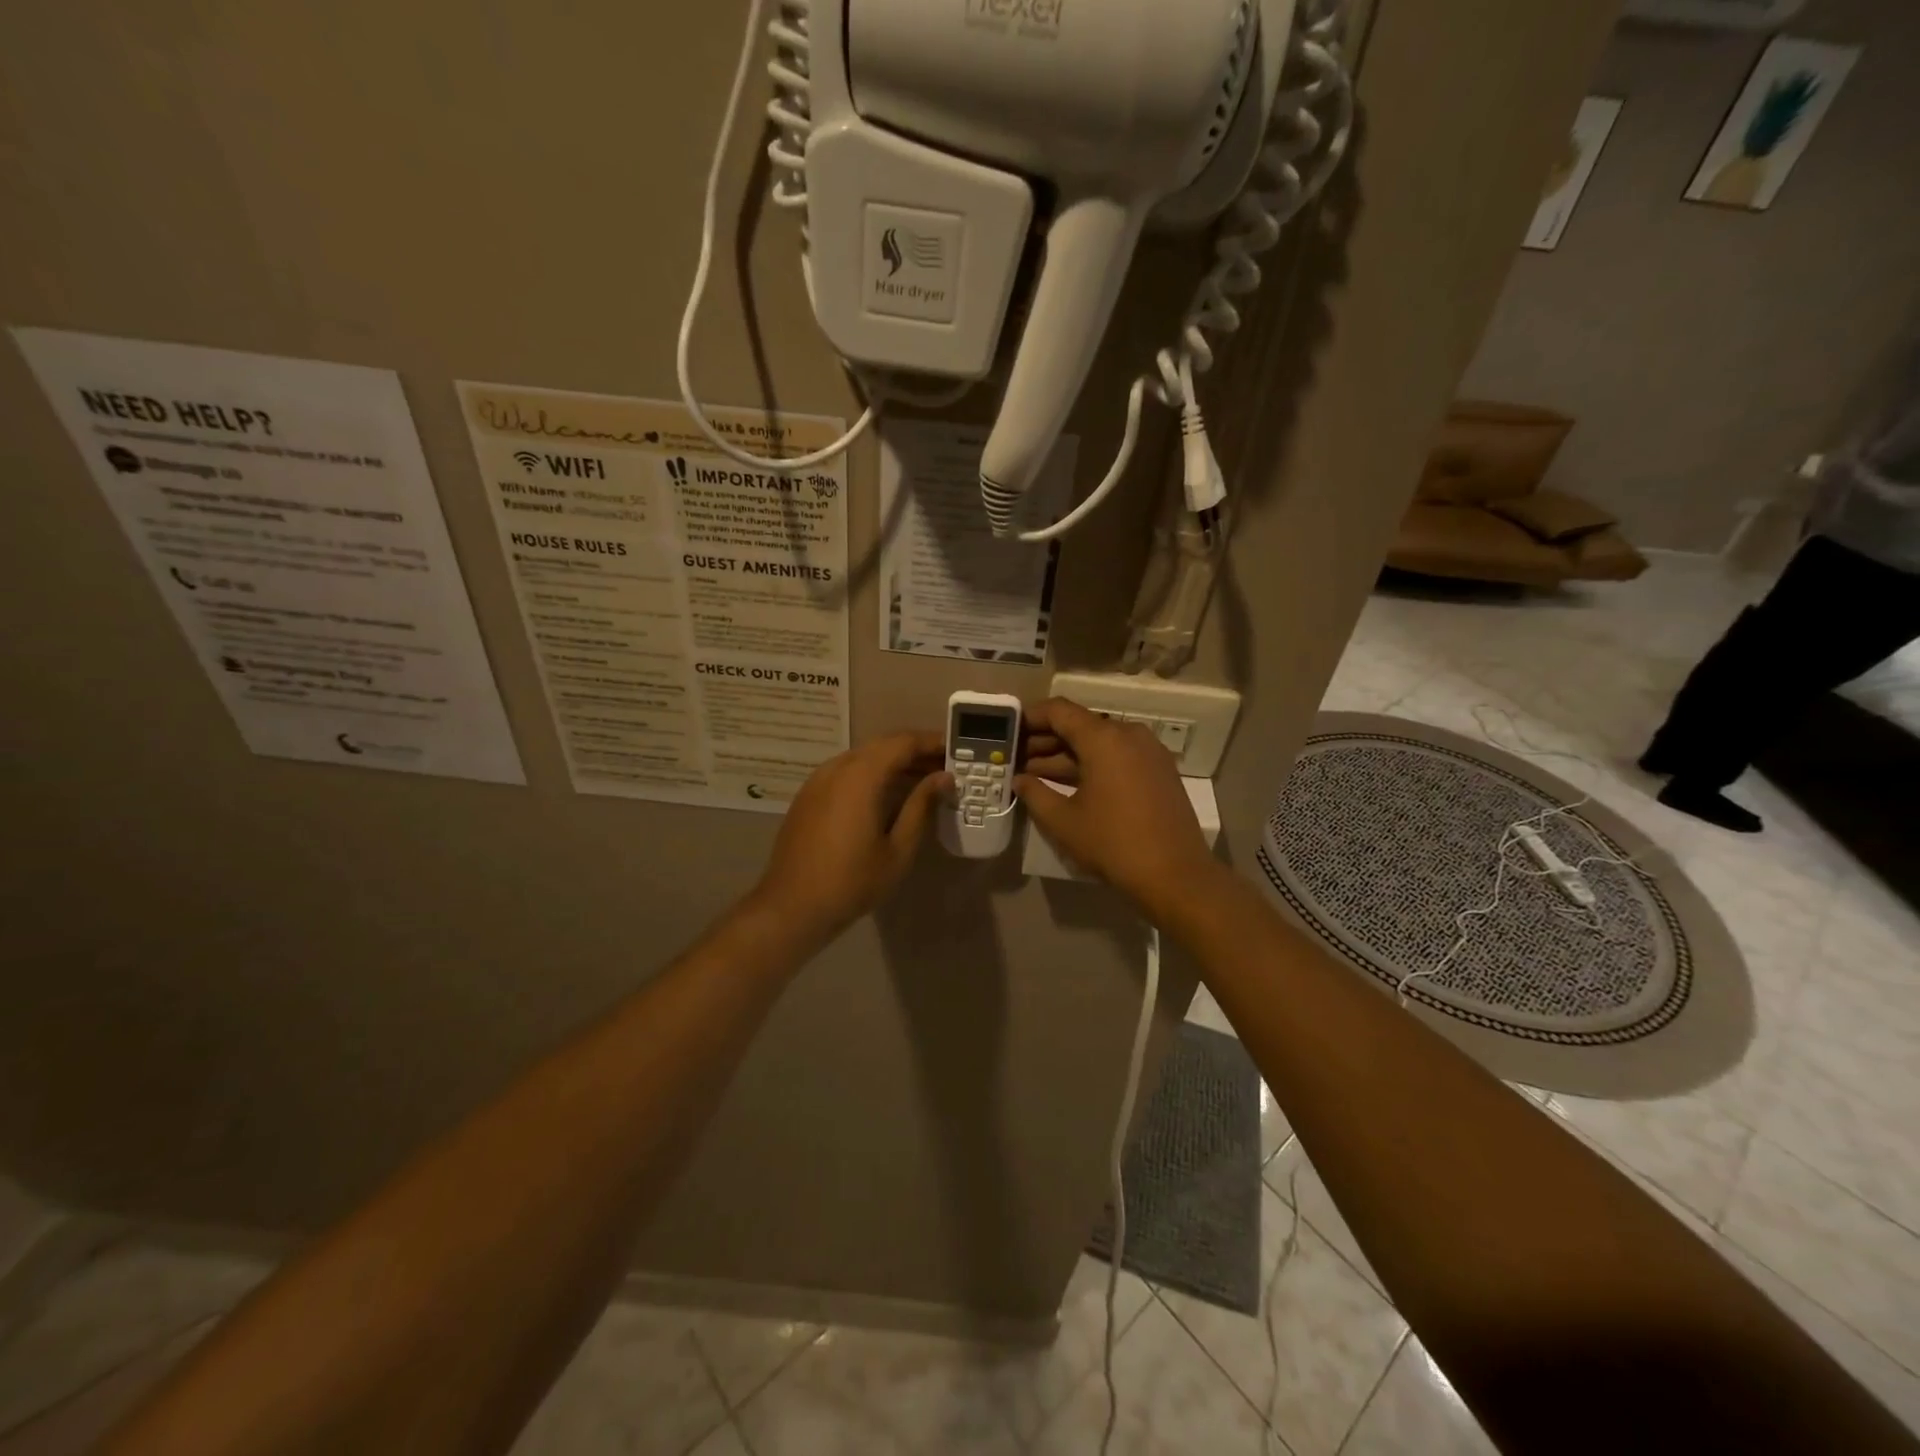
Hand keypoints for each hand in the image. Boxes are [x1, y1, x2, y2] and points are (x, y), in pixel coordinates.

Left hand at [752, 731, 949, 943]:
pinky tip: (887, 793)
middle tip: (945, 765)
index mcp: (861, 776)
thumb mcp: (898, 849)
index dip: (931, 742)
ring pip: (863, 756)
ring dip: (893, 761)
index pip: (903, 743)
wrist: (792, 907)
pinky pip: (846, 770)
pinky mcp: (808, 795)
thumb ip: (921, 806)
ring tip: (922, 779)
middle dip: (915, 750)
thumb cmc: (852, 882)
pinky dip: (871, 772)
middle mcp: (837, 768)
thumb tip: (944, 778)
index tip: (957, 750)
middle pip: (882, 745)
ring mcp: (818, 780)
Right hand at [1015, 699, 1221, 916]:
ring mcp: (1148, 751)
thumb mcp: (1063, 821)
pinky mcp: (1159, 770)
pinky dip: (1092, 764)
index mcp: (1104, 738)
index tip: (1009, 733)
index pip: (1059, 711)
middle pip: (1080, 725)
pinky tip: (1070, 785)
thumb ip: (1034, 793)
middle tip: (1017, 759)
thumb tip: (1019, 779)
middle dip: (1046, 740)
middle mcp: (1128, 734)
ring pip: (1099, 742)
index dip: (1030, 718)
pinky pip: (1118, 756)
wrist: (1176, 875)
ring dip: (1067, 755)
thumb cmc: (1113, 844)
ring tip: (1036, 775)